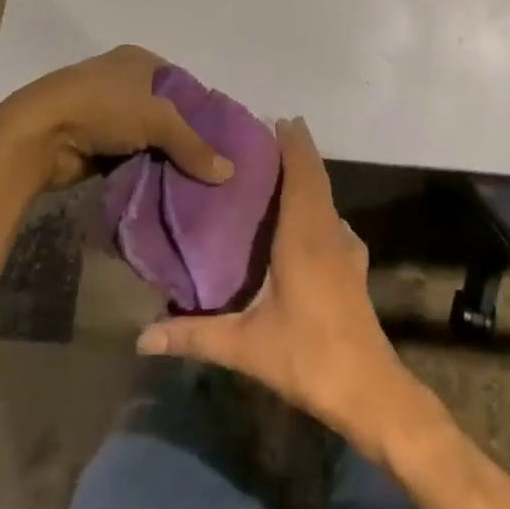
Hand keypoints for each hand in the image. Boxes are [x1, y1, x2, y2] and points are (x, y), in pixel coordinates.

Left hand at [0, 45, 234, 191]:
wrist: (37, 134)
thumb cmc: (102, 108)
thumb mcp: (157, 121)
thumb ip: (193, 146)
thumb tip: (229, 172)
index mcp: (138, 59)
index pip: (182, 83)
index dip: (201, 109)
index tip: (220, 138)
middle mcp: (122, 79)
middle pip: (164, 111)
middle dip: (182, 137)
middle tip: (208, 164)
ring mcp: (104, 110)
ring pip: (145, 136)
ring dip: (160, 156)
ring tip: (190, 179)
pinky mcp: (90, 139)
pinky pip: (126, 155)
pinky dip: (140, 168)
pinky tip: (160, 185)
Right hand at [137, 119, 426, 456]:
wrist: (369, 390)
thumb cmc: (307, 356)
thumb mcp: (245, 348)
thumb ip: (194, 336)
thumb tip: (140, 338)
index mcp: (305, 235)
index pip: (301, 173)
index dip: (293, 143)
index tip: (276, 118)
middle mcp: (329, 231)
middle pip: (316, 178)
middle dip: (298, 152)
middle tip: (269, 135)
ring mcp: (347, 249)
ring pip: (327, 198)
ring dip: (309, 177)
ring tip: (278, 172)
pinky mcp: (354, 267)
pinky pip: (332, 220)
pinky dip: (317, 205)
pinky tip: (301, 223)